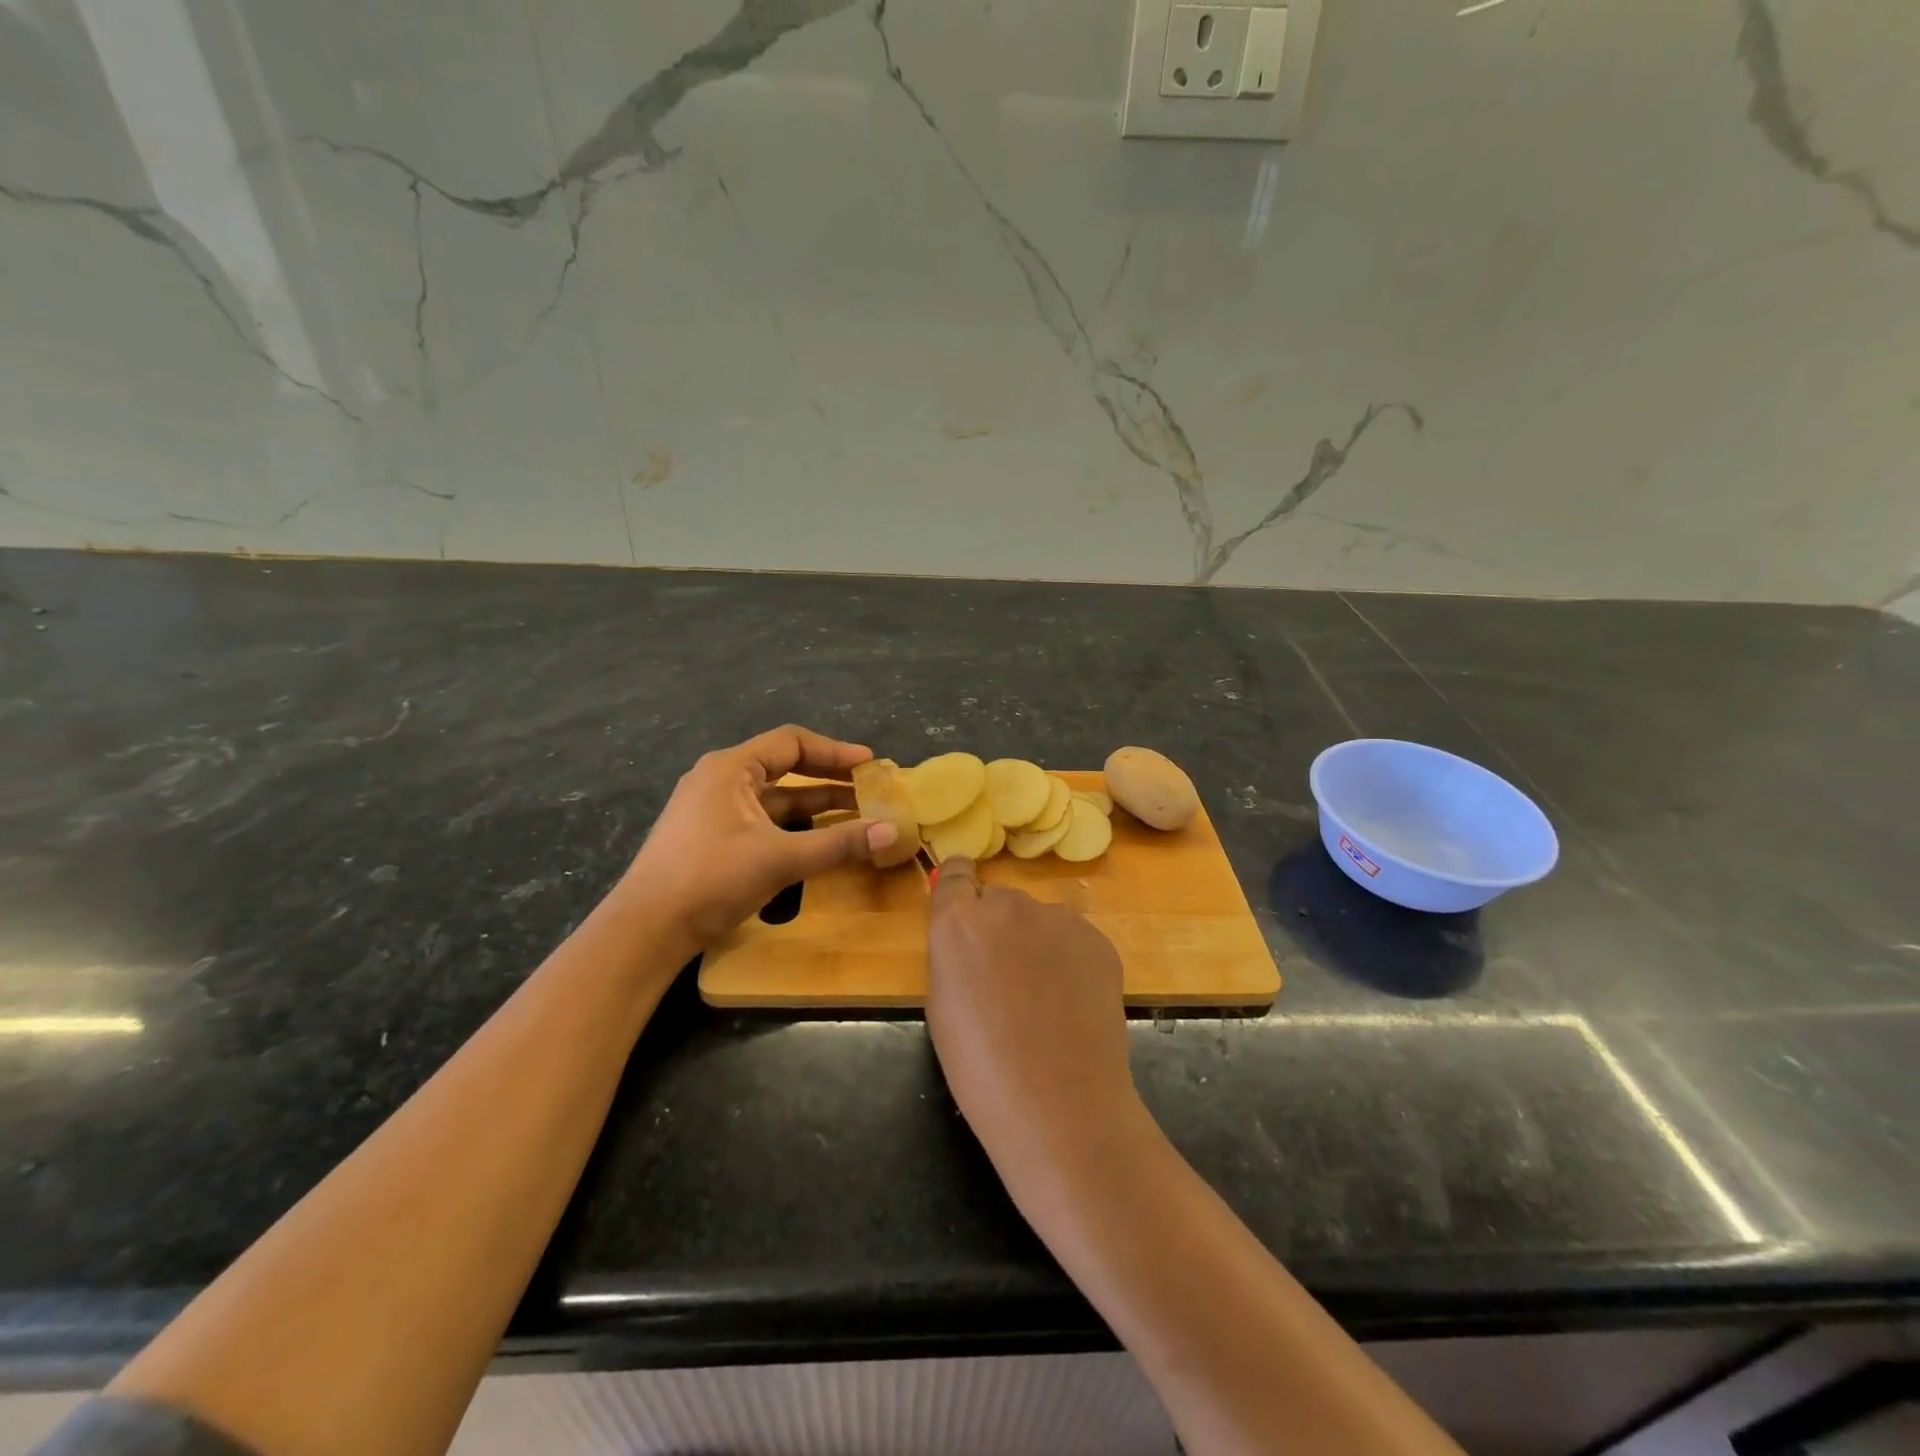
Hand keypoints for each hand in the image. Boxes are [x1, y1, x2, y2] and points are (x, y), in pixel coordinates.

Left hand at [624, 726, 899, 948]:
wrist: (646, 930)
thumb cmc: (711, 879)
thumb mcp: (780, 858)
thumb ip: (838, 843)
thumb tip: (893, 831)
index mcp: (731, 768)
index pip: (792, 743)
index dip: (834, 751)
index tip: (869, 765)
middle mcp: (720, 780)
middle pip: (785, 768)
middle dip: (829, 779)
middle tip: (869, 790)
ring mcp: (713, 810)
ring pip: (775, 799)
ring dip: (815, 806)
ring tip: (856, 816)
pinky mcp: (711, 838)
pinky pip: (763, 821)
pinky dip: (794, 826)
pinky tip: (819, 841)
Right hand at [925, 858, 1138, 1170]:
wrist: (1060, 1104)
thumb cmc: (981, 1068)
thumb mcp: (942, 1006)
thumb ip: (954, 955)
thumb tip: (971, 942)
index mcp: (959, 921)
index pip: (954, 873)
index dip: (959, 888)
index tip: (964, 907)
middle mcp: (1008, 905)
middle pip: (998, 900)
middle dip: (997, 927)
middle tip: (1006, 976)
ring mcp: (1058, 919)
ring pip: (1039, 918)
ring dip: (1036, 942)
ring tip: (1046, 997)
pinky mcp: (1098, 939)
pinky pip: (1074, 938)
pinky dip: (1070, 960)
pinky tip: (1073, 1003)